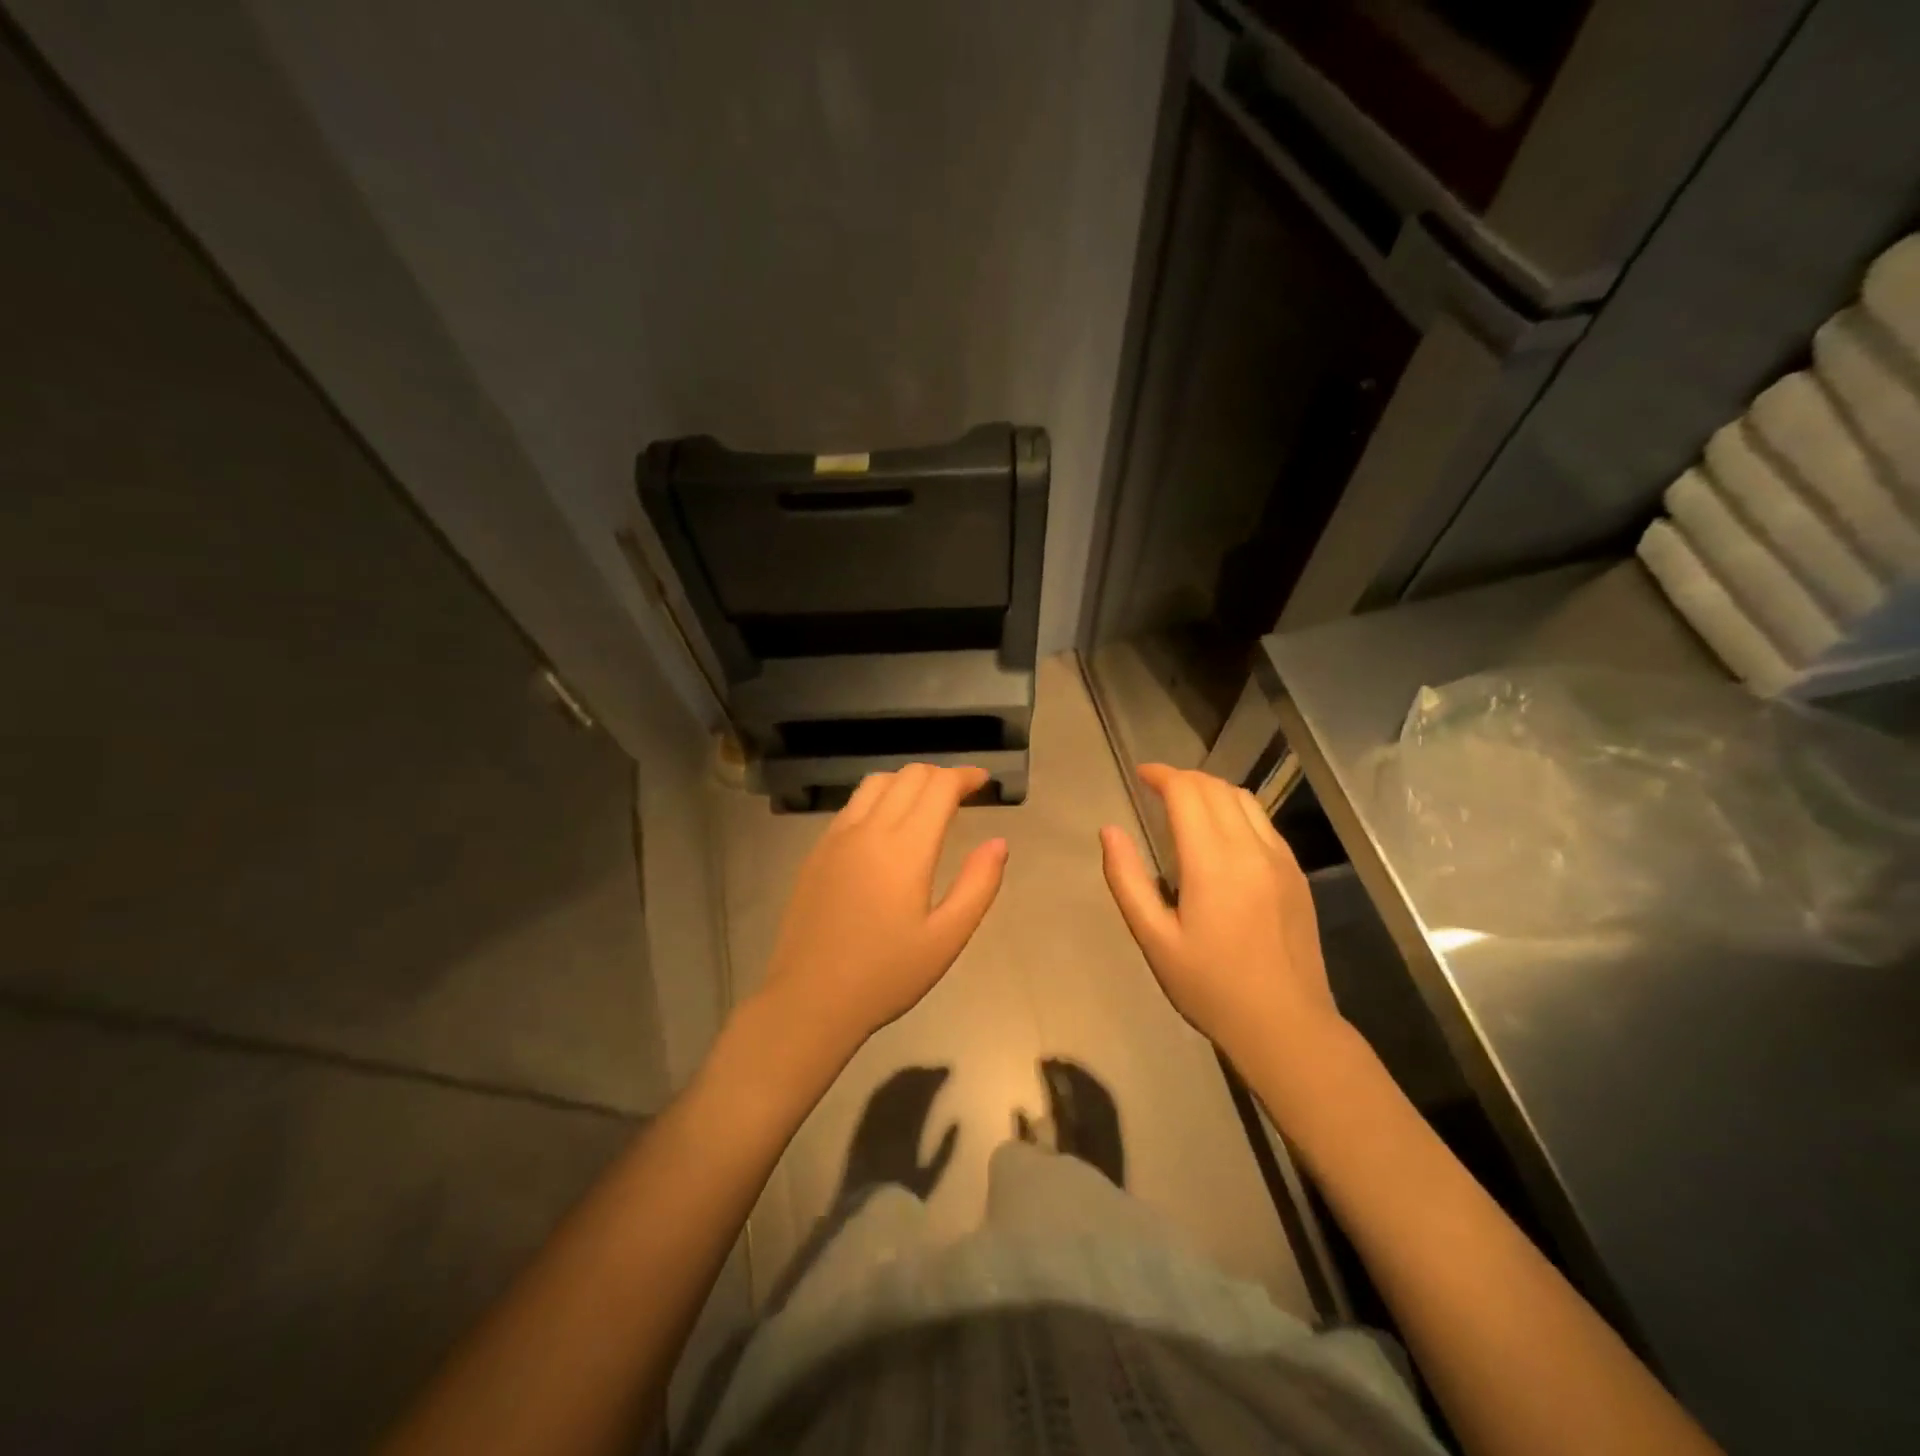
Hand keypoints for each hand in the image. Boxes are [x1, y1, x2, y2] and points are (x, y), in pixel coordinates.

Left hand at [759, 764, 1007, 1063]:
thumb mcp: (946, 938)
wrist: (809, 999)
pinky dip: (879, 798)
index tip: (983, 781)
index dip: (965, 776)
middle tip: (961, 794)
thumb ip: (978, 885)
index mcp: (905, 848)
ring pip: (876, 783)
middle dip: (940, 775)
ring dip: (907, 782)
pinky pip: (852, 805)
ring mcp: (837, 837)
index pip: (938, 787)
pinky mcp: (817, 851)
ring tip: (925, 804)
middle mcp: (869, 829)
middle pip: (908, 776)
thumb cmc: (886, 974)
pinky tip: (886, 826)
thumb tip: (999, 843)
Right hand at [1100, 764, 1341, 1063]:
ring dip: (1211, 790)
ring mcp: (1280, 859)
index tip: (1141, 775)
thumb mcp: (1154, 938)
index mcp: (1213, 861)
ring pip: (1245, 798)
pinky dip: (1236, 810)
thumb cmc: (1210, 986)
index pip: (1188, 792)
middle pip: (1216, 787)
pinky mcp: (1296, 874)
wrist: (1285, 1025)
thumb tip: (1109, 831)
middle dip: (1184, 778)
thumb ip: (1127, 879)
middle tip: (1157, 788)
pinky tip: (1221, 833)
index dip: (1161, 775)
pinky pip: (1263, 822)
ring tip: (1186, 804)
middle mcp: (1251, 848)